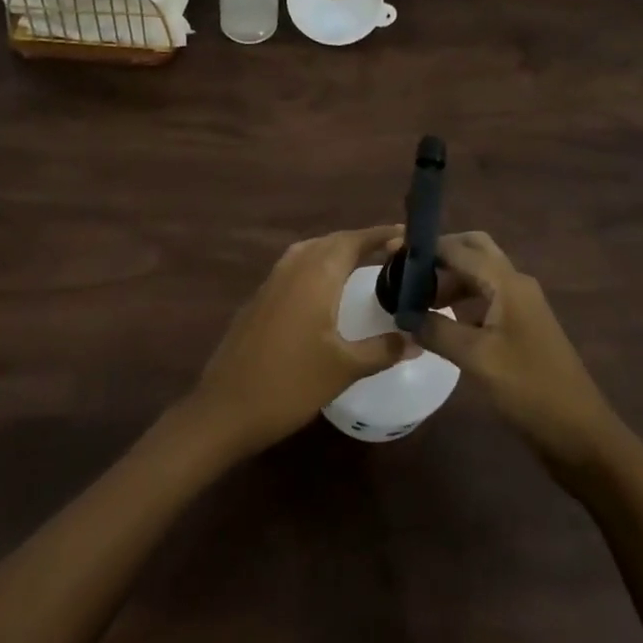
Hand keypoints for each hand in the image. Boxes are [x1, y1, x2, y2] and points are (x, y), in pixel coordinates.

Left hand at [190, 225, 407, 456]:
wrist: (226, 408)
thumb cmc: (290, 384)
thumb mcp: (344, 369)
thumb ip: (383, 350)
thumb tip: (417, 340)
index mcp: (316, 276)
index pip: (353, 241)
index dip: (379, 234)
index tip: (406, 235)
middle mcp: (293, 268)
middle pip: (331, 241)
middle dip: (361, 241)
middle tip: (392, 252)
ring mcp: (271, 282)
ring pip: (310, 251)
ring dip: (337, 251)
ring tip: (363, 265)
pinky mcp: (259, 299)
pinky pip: (295, 267)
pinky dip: (317, 266)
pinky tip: (326, 291)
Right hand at [416, 232, 617, 470]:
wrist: (581, 434)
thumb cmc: (530, 389)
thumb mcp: (476, 359)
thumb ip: (437, 331)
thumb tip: (403, 315)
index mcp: (507, 283)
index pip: (459, 249)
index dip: (425, 249)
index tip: (391, 255)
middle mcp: (515, 284)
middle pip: (474, 251)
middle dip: (440, 256)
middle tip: (407, 273)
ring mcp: (520, 306)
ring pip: (478, 276)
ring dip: (448, 280)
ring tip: (414, 301)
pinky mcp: (520, 328)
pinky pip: (484, 300)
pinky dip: (460, 302)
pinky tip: (439, 322)